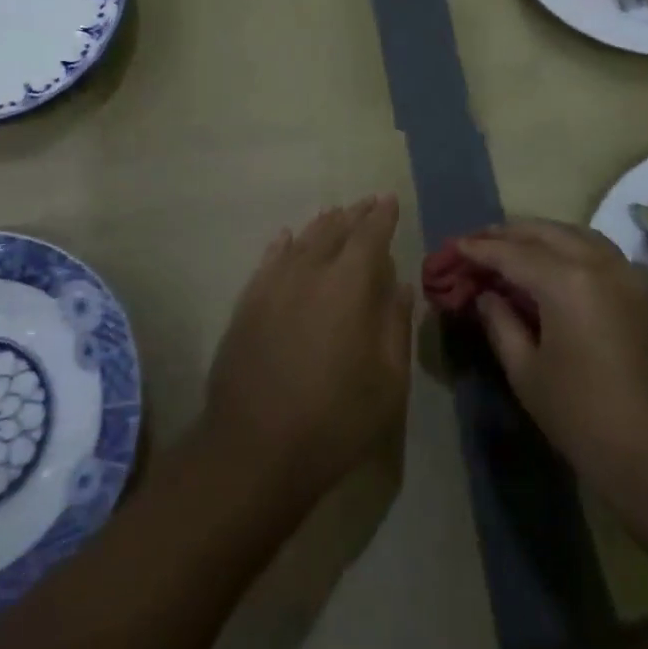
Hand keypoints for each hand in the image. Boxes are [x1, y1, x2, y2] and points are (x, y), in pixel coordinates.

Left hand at [204, 196, 412, 504]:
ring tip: (334, 214)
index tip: (389, 200)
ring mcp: (272, 286)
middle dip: (353, 216)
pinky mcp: (247, 305)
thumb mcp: (387, 381)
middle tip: (366, 204)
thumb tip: (399, 285)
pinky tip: (286, 238)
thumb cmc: (335, 419)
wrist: (254, 449)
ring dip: (321, 226)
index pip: (370, 236)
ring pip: (301, 241)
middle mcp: (309, 272)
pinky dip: (282, 246)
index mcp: (349, 285)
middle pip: (334, 231)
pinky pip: (268, 261)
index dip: (382, 216)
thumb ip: (395, 325)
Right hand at [463, 220, 647, 514]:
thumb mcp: (529, 376)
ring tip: (513, 248)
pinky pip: (600, 254)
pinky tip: (556, 269)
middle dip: (508, 233)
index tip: (453, 246)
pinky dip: (570, 249)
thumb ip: (501, 325)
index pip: (511, 252)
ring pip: (577, 235)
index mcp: (566, 281)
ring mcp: (629, 276)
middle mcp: (599, 264)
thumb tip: (486, 296)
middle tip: (478, 243)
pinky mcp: (646, 295)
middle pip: (546, 232)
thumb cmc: (588, 421)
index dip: (478, 248)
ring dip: (542, 235)